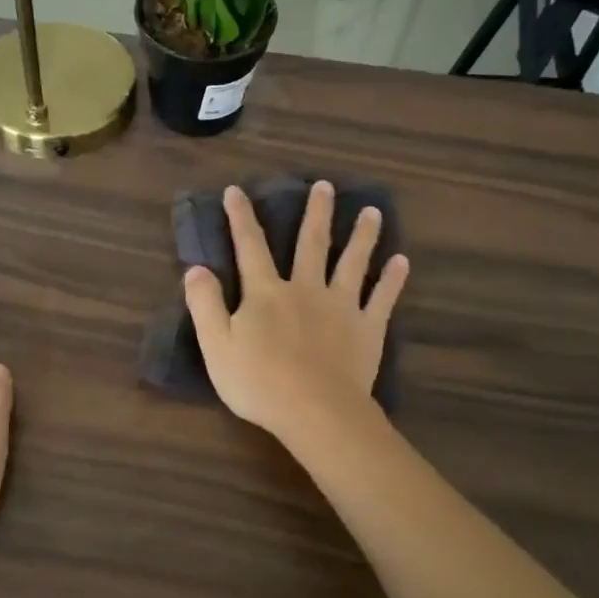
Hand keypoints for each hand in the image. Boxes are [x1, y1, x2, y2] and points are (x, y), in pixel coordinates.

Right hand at [183, 182, 407, 449]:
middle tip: (325, 185)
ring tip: (373, 212)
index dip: (241, 218)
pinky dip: (393, 279)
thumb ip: (205, 304)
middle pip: (312, 243)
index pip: (250, 247)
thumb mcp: (216, 346)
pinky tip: (402, 261)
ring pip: (353, 262)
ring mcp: (341, 307)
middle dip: (316, 212)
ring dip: (363, 235)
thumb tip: (196, 268)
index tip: (236, 190)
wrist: (316, 412)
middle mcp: (306, 289)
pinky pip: (383, 298)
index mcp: (266, 293)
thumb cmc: (259, 382)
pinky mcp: (368, 329)